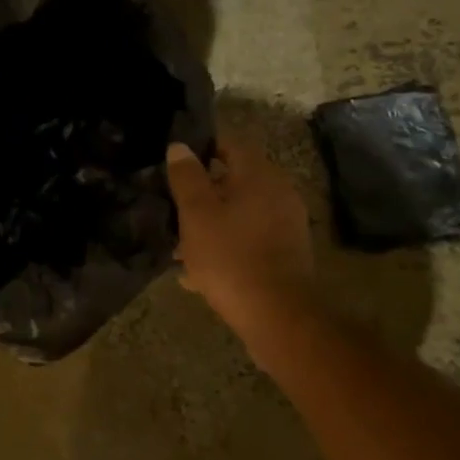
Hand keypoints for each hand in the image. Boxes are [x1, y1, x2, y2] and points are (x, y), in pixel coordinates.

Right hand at [166, 135, 322, 344]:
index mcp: (259, 175)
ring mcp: (286, 225)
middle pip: (235, 179)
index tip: (176, 159)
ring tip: (180, 244)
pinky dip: (226, 245)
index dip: (202, 145)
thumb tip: (179, 147)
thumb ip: (186, 177)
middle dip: (204, 190)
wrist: (278, 316)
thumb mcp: (197, 214)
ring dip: (212, 222)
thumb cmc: (231, 256)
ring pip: (240, 212)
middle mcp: (279, 193)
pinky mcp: (286, 254)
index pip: (230, 143)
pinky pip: (249, 238)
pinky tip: (199, 272)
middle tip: (173, 203)